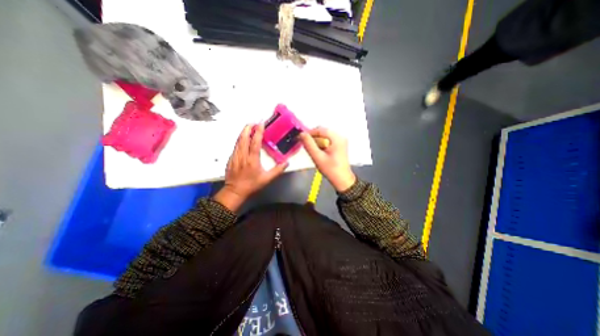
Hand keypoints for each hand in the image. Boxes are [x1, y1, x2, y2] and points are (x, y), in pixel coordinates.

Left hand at [214, 125, 288, 210]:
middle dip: (248, 128)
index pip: (255, 142)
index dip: (258, 132)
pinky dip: (240, 139)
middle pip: (244, 138)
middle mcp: (242, 155)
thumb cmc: (252, 185)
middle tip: (253, 122)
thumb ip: (277, 170)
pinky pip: (236, 145)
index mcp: (252, 159)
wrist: (235, 191)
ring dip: (243, 132)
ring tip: (248, 127)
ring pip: (238, 140)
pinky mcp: (231, 158)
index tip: (261, 124)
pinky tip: (243, 138)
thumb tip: (286, 162)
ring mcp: (235, 156)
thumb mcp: (267, 179)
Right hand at [298, 127, 351, 192]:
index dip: (309, 133)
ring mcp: (341, 141)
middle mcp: (340, 137)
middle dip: (313, 138)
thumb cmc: (331, 169)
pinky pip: (328, 141)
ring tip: (313, 151)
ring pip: (324, 137)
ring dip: (317, 142)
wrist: (342, 180)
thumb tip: (302, 134)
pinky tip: (319, 152)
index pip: (320, 129)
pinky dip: (321, 145)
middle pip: (323, 132)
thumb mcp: (318, 157)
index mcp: (337, 138)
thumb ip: (309, 145)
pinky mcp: (339, 146)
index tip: (301, 139)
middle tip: (307, 146)